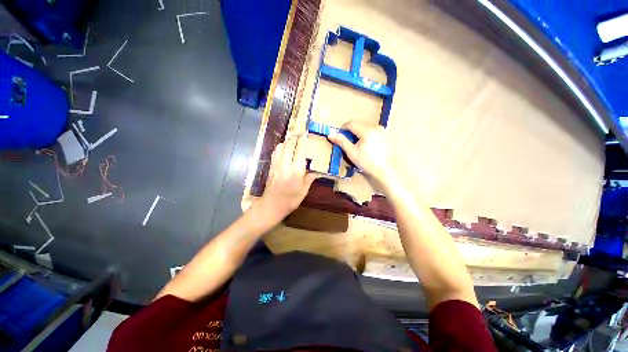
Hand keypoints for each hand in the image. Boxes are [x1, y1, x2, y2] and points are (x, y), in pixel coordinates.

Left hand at [258, 134, 317, 223]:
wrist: (271, 206)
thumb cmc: (290, 200)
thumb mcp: (304, 190)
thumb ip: (310, 178)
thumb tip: (317, 171)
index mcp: (296, 170)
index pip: (300, 149)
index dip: (303, 139)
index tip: (306, 133)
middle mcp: (285, 164)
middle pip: (289, 144)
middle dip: (295, 137)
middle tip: (301, 134)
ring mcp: (276, 164)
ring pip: (281, 146)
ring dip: (288, 141)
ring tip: (294, 141)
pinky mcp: (271, 166)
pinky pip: (276, 152)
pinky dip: (281, 147)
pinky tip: (285, 149)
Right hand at [328, 121, 394, 187]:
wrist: (385, 171)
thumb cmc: (367, 163)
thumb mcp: (352, 153)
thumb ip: (341, 141)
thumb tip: (330, 134)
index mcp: (367, 130)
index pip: (351, 123)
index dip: (343, 129)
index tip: (340, 137)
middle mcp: (376, 127)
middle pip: (359, 124)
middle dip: (352, 132)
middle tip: (349, 143)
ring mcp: (383, 130)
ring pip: (366, 127)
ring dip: (359, 133)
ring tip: (359, 146)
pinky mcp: (387, 135)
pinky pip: (373, 131)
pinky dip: (367, 135)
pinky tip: (368, 146)